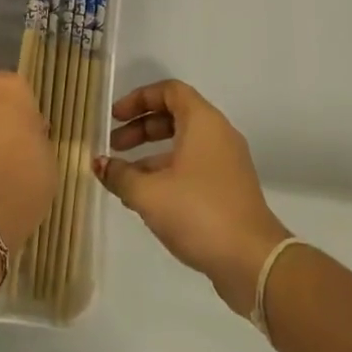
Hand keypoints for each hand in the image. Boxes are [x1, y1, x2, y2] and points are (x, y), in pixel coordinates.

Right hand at [94, 79, 289, 315]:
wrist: (253, 261)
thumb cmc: (198, 213)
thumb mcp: (149, 193)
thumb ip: (120, 175)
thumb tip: (99, 163)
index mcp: (203, 122)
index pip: (169, 91)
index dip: (138, 99)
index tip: (115, 117)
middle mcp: (218, 134)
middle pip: (174, 116)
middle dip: (141, 128)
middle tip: (113, 146)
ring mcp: (226, 163)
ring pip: (183, 145)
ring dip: (151, 155)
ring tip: (122, 177)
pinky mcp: (228, 189)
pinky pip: (192, 167)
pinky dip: (167, 173)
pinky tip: (144, 199)